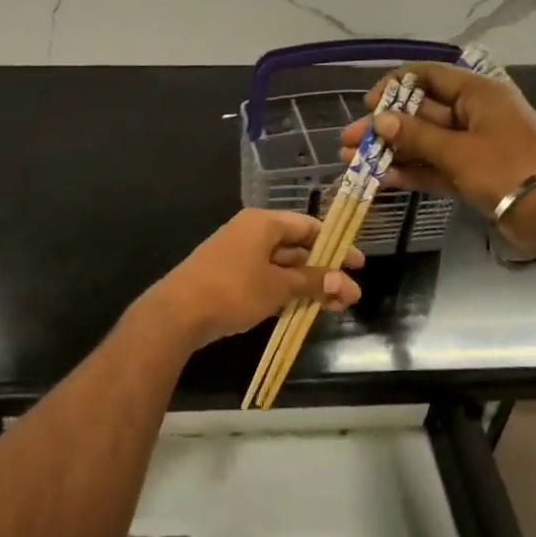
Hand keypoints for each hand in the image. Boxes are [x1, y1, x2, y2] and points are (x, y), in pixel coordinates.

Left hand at [142, 210, 364, 350]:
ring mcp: (237, 256)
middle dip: (324, 271)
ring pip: (281, 267)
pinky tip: (302, 310)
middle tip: (350, 295)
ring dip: (307, 285)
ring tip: (334, 307)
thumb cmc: (233, 290)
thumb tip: (345, 282)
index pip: (308, 227)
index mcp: (263, 223)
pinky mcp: (228, 278)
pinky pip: (265, 279)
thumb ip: (312, 282)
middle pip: (296, 248)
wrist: (177, 313)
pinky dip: (285, 292)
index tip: (357, 265)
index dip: (336, 245)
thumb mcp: (278, 286)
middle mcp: (250, 233)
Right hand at [338, 65, 535, 257]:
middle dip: (384, 127)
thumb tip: (380, 120)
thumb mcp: (458, 150)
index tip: (367, 105)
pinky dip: (411, 171)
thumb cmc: (508, 169)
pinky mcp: (473, 172)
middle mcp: (474, 113)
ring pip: (424, 143)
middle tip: (348, 142)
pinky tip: (381, 179)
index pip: (429, 76)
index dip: (395, 87)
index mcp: (478, 93)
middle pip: (421, 113)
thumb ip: (416, 136)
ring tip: (352, 163)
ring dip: (391, 152)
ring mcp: (473, 145)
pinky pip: (435, 166)